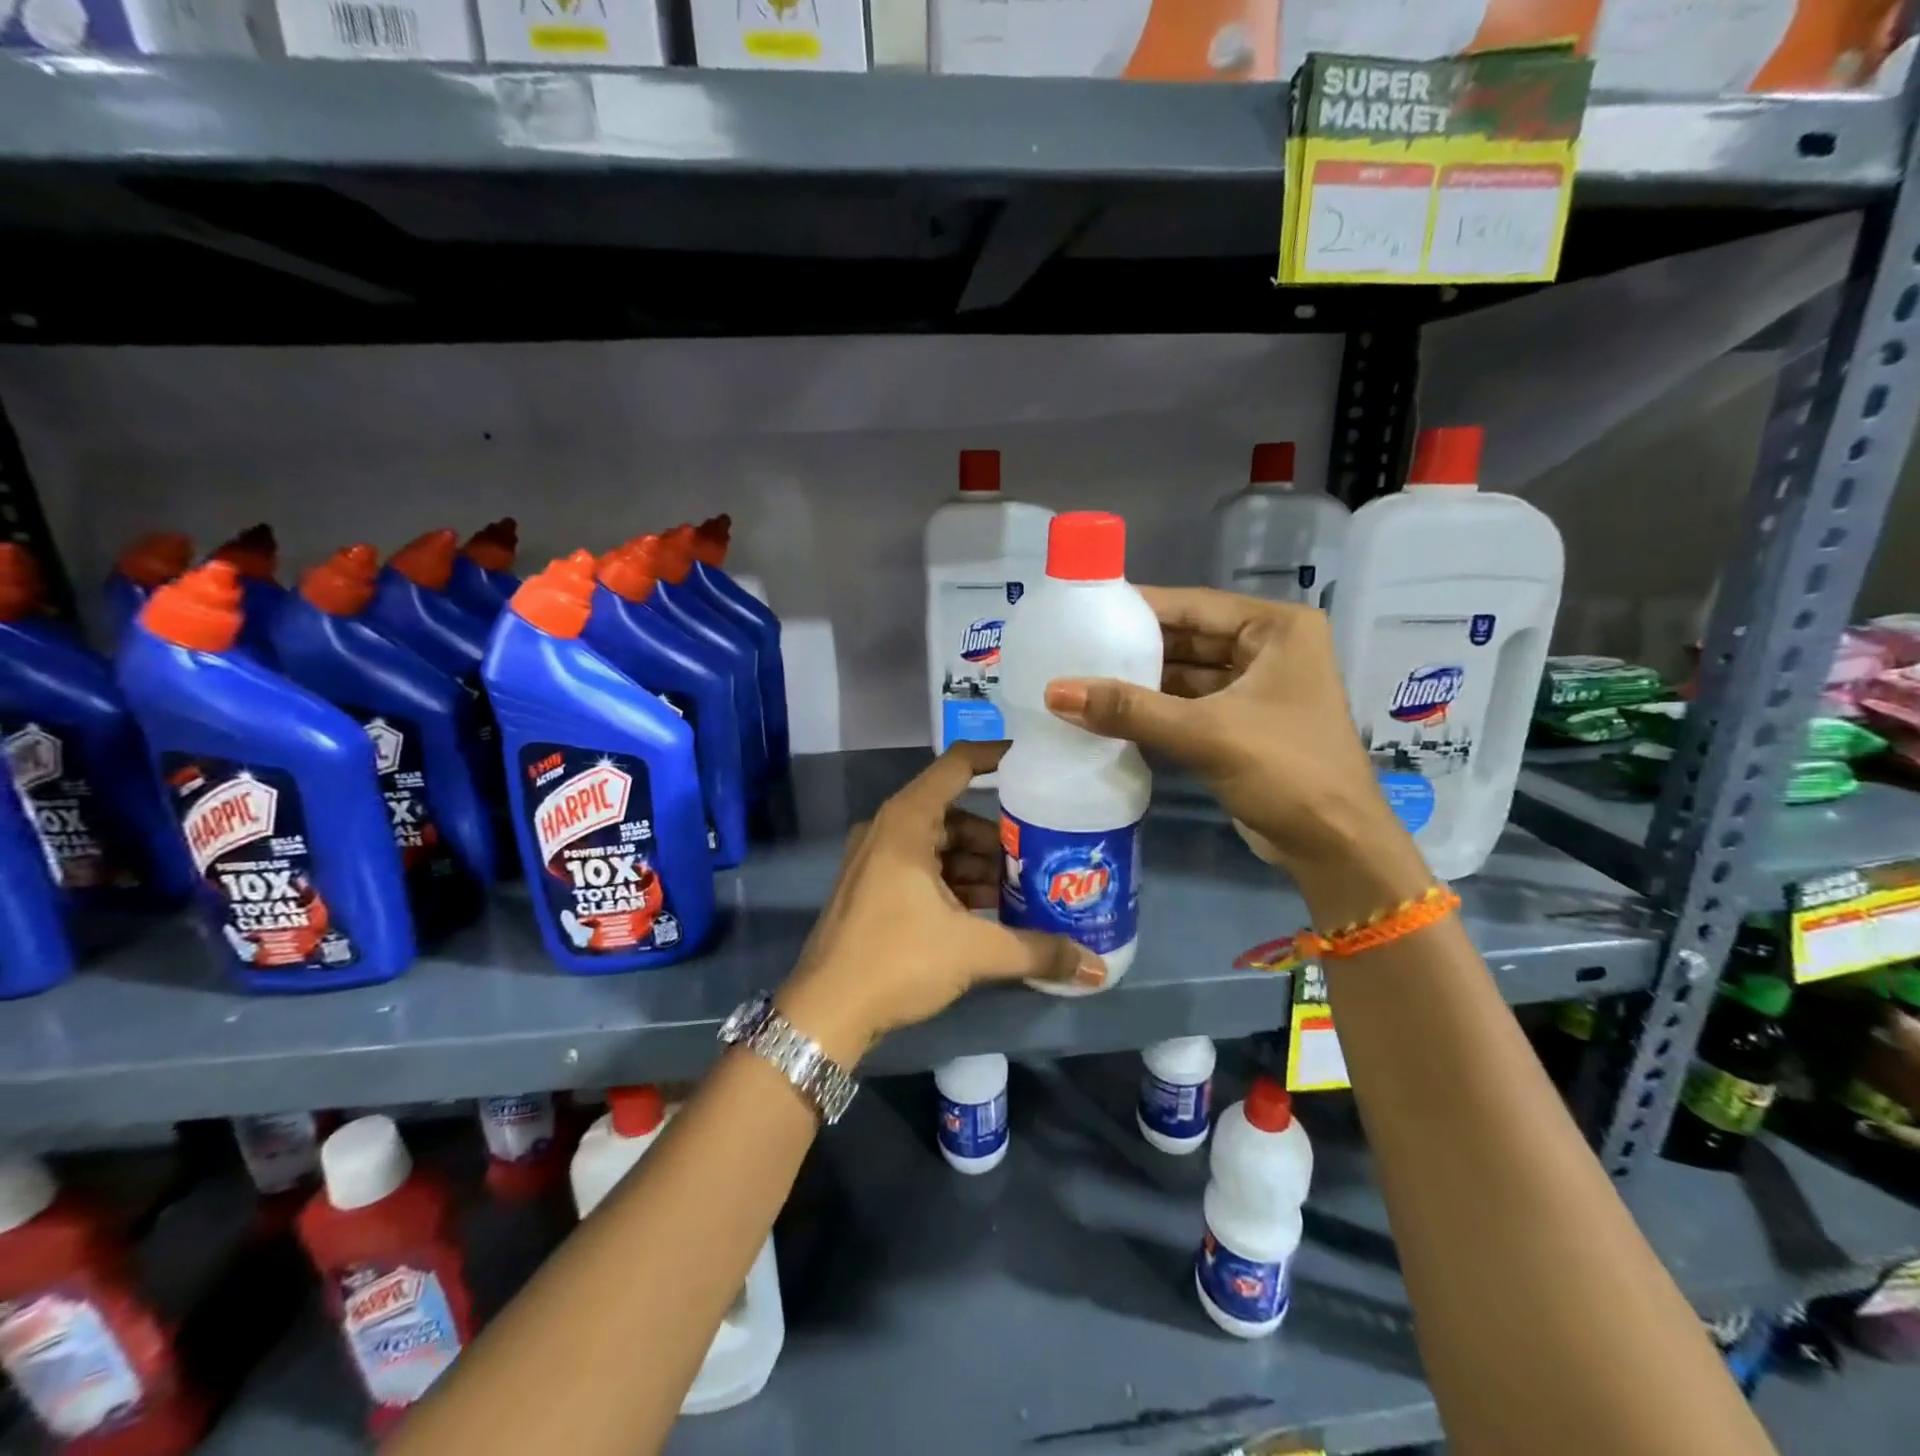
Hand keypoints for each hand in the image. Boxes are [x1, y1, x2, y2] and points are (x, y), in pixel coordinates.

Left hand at [775, 741, 1104, 1065]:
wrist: (825, 1012)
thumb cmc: (897, 960)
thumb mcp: (973, 950)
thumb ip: (1037, 951)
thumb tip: (1096, 967)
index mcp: (907, 821)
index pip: (958, 765)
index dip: (997, 757)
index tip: (1036, 764)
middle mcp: (889, 829)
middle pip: (955, 815)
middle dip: (999, 837)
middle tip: (1041, 856)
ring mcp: (876, 860)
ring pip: (941, 847)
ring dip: (980, 866)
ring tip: (1022, 891)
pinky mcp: (873, 888)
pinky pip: (924, 870)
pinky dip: (956, 884)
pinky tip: (988, 912)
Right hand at [1042, 587, 1429, 921]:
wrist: (1333, 847)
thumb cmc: (1286, 771)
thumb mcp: (1205, 733)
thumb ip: (1129, 709)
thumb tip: (1053, 692)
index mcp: (1277, 629)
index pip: (1194, 605)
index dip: (1138, 607)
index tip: (1083, 608)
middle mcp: (1268, 649)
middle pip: (1187, 638)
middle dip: (1135, 646)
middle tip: (1073, 645)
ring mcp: (1255, 689)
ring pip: (1185, 674)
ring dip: (1140, 681)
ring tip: (1081, 676)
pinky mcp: (1240, 725)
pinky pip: (1188, 705)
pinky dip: (1154, 709)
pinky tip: (1109, 711)